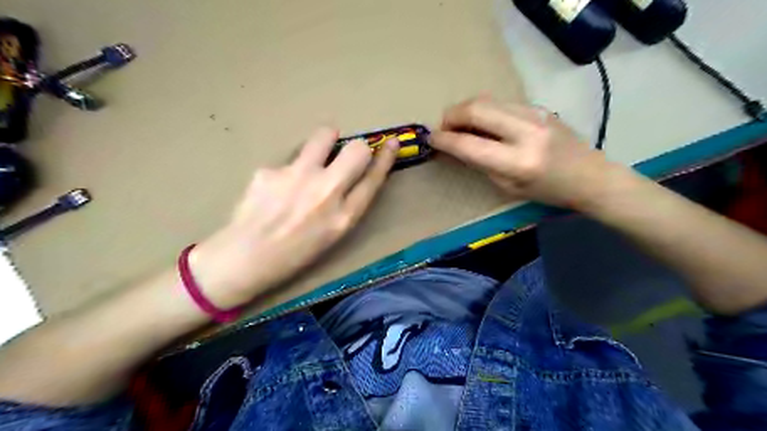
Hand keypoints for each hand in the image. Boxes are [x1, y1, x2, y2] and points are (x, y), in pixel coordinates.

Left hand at [190, 129, 397, 309]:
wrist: (244, 259)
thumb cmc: (293, 255)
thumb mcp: (332, 236)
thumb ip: (346, 205)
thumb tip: (352, 174)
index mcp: (343, 217)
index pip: (374, 178)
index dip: (386, 157)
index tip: (391, 143)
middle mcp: (325, 192)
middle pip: (357, 150)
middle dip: (358, 147)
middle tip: (347, 155)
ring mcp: (297, 177)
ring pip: (324, 136)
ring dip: (326, 141)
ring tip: (313, 159)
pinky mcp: (270, 169)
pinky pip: (290, 159)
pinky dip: (289, 170)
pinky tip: (275, 189)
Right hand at [430, 98, 614, 208]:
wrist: (590, 176)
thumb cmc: (548, 191)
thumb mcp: (508, 187)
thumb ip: (481, 163)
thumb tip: (458, 146)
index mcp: (517, 161)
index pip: (468, 144)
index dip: (444, 139)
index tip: (431, 139)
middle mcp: (525, 131)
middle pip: (475, 109)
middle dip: (451, 116)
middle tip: (444, 128)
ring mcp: (534, 114)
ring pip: (487, 100)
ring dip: (466, 110)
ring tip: (460, 125)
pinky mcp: (539, 106)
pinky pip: (501, 103)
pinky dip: (484, 110)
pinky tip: (483, 123)